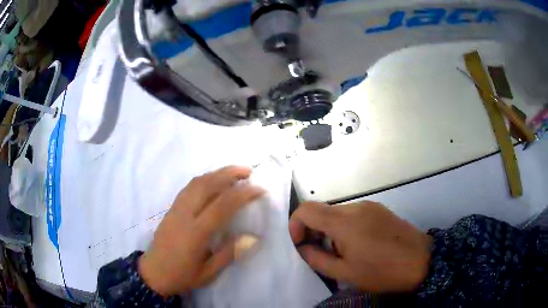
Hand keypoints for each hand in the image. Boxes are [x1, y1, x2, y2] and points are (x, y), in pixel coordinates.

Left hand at [139, 166, 264, 296]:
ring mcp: (175, 209)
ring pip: (196, 183)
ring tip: (233, 172)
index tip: (259, 189)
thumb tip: (253, 237)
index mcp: (195, 233)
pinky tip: (212, 182)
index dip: (242, 194)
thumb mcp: (208, 272)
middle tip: (248, 171)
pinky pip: (188, 188)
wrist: (153, 274)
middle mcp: (184, 215)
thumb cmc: (182, 276)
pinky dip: (203, 179)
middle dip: (228, 173)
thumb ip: (229, 253)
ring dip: (215, 173)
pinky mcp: (171, 209)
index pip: (222, 206)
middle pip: (206, 185)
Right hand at [289, 201, 431, 292]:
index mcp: (344, 222)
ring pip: (338, 213)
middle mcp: (355, 207)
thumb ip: (317, 259)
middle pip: (322, 211)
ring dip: (331, 230)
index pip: (306, 209)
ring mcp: (370, 206)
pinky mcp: (380, 210)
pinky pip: (354, 214)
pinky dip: (346, 227)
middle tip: (321, 253)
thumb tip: (303, 247)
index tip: (301, 243)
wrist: (421, 261)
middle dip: (314, 231)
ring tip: (343, 253)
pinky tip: (359, 245)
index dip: (296, 224)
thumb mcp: (345, 273)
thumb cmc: (381, 271)